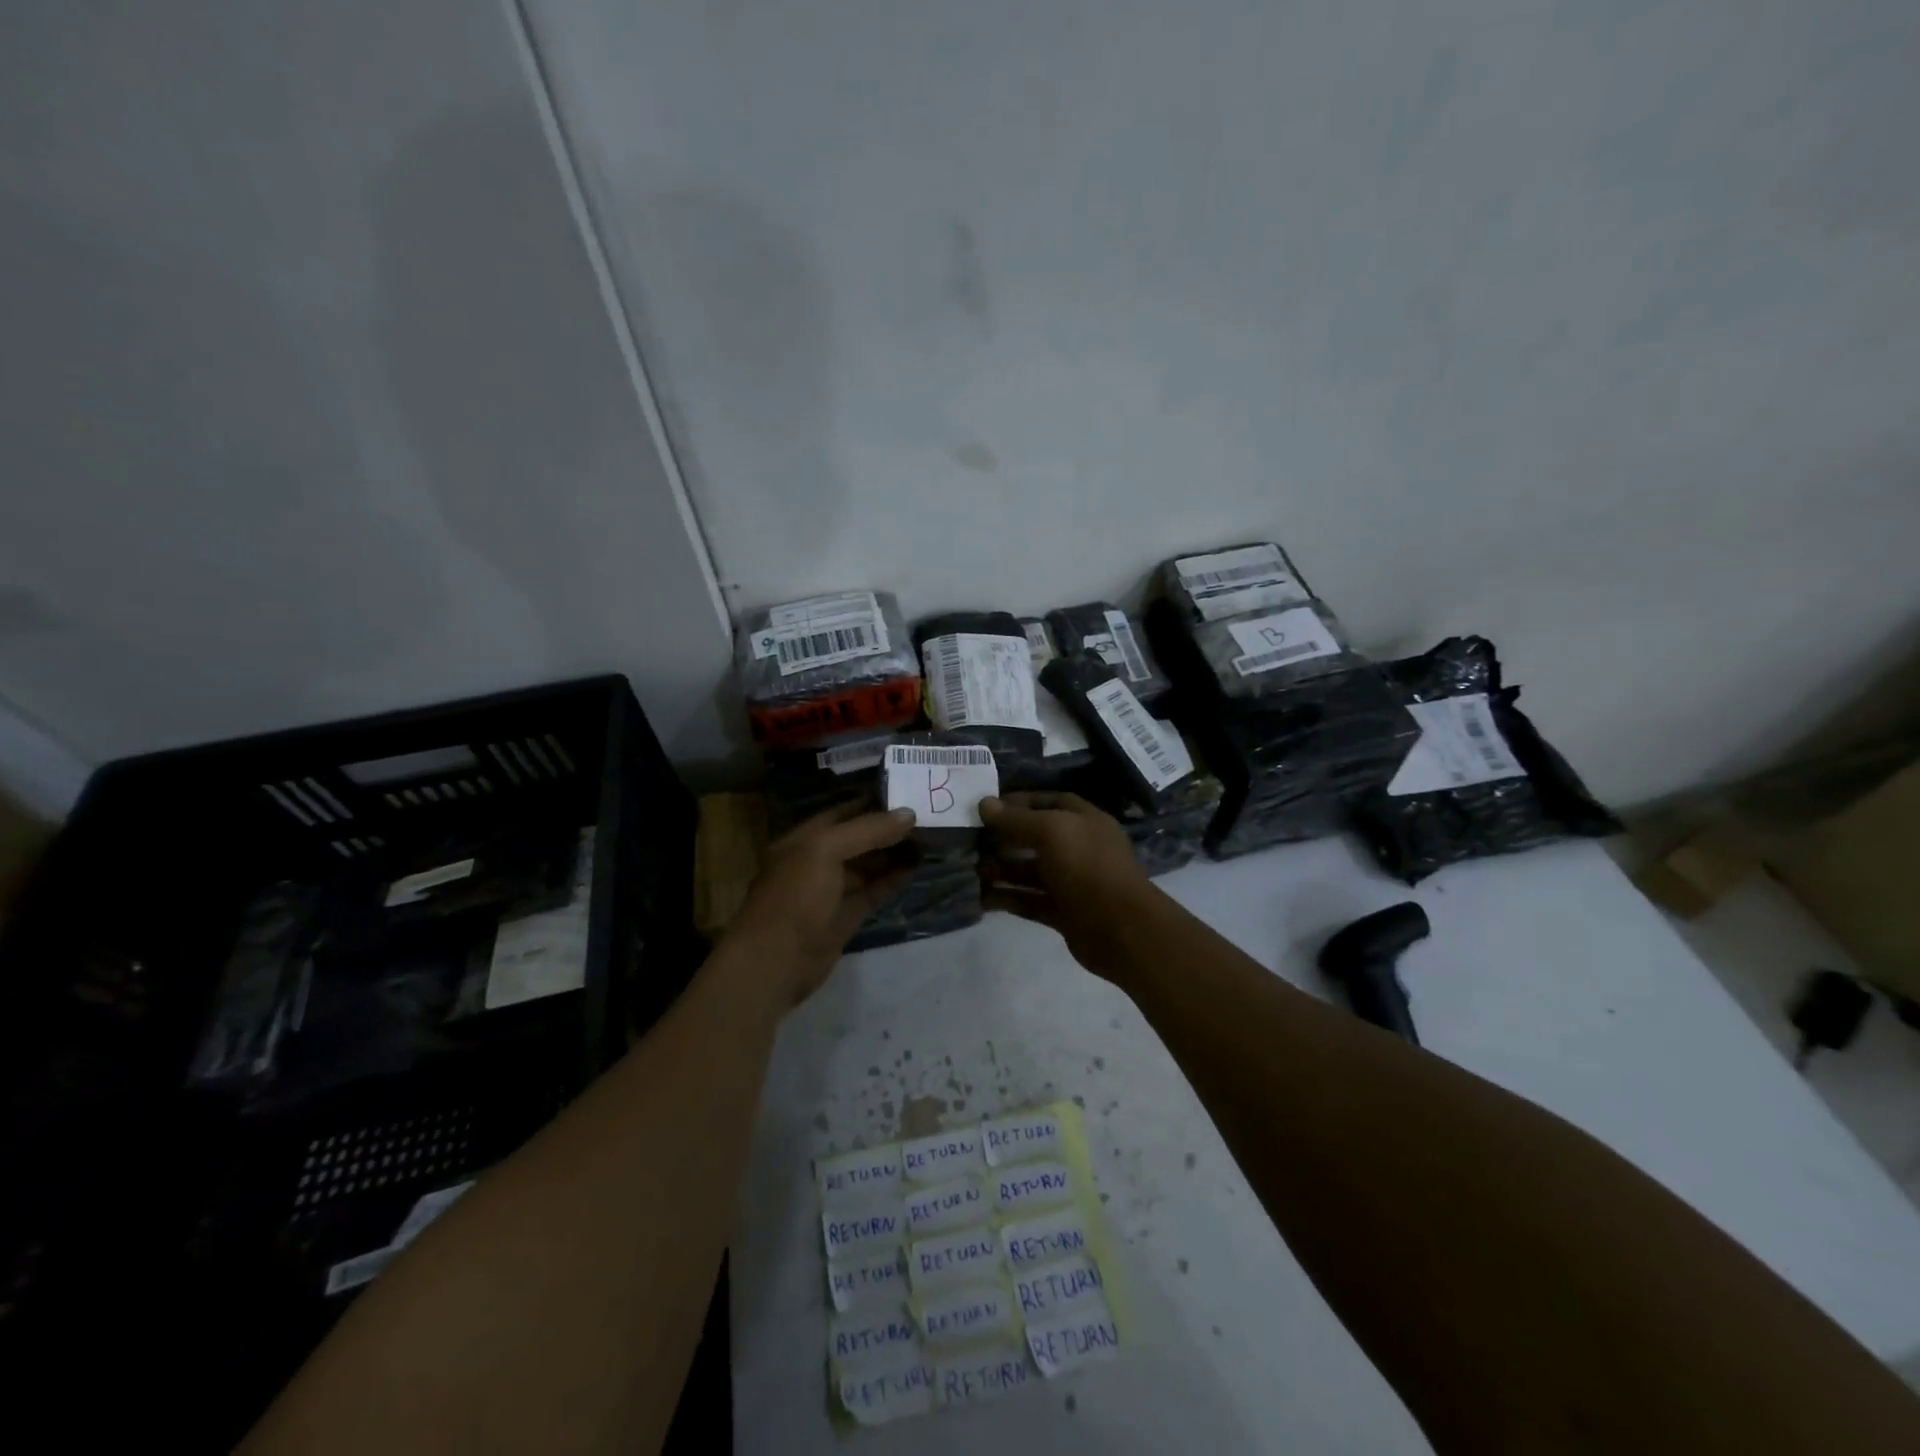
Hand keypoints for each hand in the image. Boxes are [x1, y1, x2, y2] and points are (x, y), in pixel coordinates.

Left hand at [722, 802, 917, 1004]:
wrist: (776, 962)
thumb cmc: (795, 897)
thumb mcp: (825, 851)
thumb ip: (867, 830)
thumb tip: (908, 814)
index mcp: (803, 839)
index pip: (841, 813)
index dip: (871, 803)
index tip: (906, 794)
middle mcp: (815, 861)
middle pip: (857, 839)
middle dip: (887, 829)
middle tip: (924, 817)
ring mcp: (830, 891)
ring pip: (867, 866)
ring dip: (893, 854)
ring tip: (927, 840)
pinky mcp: (845, 916)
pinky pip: (872, 891)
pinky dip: (892, 880)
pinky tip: (914, 868)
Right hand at [979, 792, 1156, 978]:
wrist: (1122, 929)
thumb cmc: (1088, 867)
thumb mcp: (1051, 832)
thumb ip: (1017, 819)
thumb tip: (984, 804)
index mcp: (1085, 821)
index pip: (1051, 802)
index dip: (1021, 801)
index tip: (988, 807)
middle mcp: (1080, 848)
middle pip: (1037, 837)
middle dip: (1005, 838)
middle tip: (971, 839)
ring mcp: (1072, 882)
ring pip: (1031, 871)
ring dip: (1002, 869)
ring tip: (972, 869)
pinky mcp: (1063, 913)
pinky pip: (1030, 901)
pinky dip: (1008, 898)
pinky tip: (982, 898)